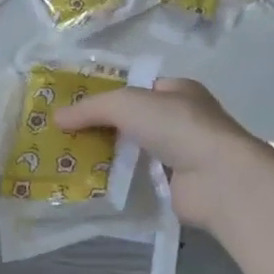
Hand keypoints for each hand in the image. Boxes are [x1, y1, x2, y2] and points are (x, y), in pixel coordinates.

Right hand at [53, 77, 273, 232]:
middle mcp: (182, 120)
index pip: (138, 88)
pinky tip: (92, 185)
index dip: (108, 95)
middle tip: (66, 136)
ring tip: (70, 161)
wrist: (217, 178)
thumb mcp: (126, 104)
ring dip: (109, 156)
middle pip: (134, 121)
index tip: (75, 107)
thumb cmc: (176, 126)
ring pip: (135, 151)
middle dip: (103, 128)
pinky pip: (140, 179)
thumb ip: (90, 109)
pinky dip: (120, 181)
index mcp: (178, 91)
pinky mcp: (176, 185)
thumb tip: (56, 118)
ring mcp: (181, 154)